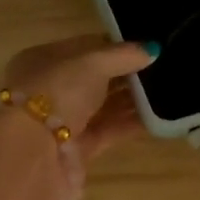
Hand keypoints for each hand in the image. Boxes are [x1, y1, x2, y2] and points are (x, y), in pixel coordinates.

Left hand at [2, 35, 155, 164]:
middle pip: (94, 79)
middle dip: (125, 74)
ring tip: (166, 91)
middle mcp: (49, 90)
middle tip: (161, 69)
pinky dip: (130, 124)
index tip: (146, 47)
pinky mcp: (77, 150)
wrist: (33, 154)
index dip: (114, 46)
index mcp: (42, 61)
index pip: (83, 48)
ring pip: (103, 106)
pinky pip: (109, 131)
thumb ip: (122, 55)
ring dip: (132, 99)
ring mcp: (63, 122)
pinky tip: (158, 116)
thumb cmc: (56, 92)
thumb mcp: (91, 63)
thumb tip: (151, 49)